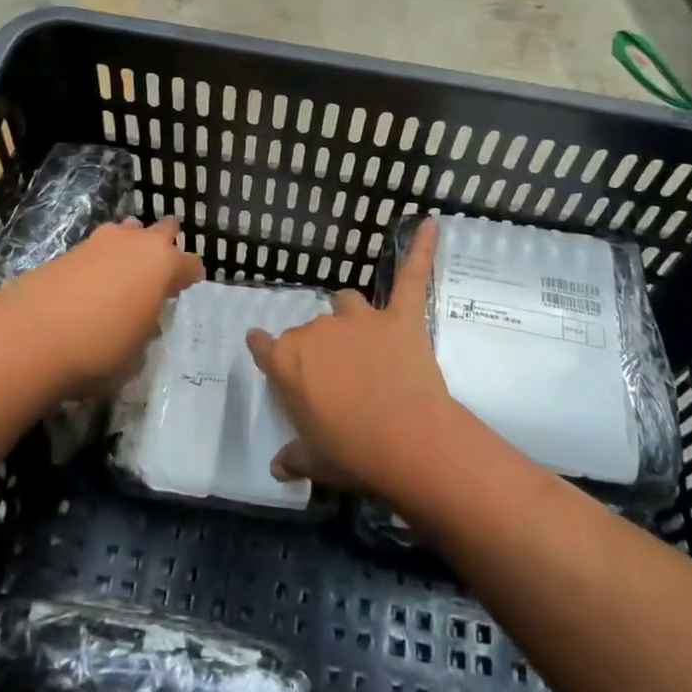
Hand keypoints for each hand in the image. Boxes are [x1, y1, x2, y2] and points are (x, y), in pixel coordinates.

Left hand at [0, 218, 202, 398]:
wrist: (27, 339)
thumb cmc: (98, 350)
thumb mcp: (136, 353)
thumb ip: (145, 329)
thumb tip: (139, 319)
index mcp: (163, 266)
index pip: (190, 264)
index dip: (191, 277)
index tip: (187, 287)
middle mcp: (135, 244)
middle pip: (162, 231)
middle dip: (165, 244)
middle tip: (162, 265)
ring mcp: (99, 243)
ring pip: (126, 231)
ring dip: (130, 245)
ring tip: (125, 270)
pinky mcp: (67, 251)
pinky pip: (97, 248)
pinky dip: (100, 261)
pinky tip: (93, 283)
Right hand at [246, 218, 456, 497]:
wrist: (405, 442)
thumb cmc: (350, 454)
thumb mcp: (314, 461)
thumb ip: (294, 458)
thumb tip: (277, 468)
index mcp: (287, 361)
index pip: (264, 347)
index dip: (265, 351)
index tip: (263, 349)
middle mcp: (317, 332)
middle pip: (309, 331)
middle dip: (318, 350)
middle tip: (335, 380)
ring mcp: (360, 320)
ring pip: (346, 301)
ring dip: (350, 316)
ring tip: (363, 337)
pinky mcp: (400, 318)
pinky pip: (411, 276)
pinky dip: (420, 249)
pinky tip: (427, 223)